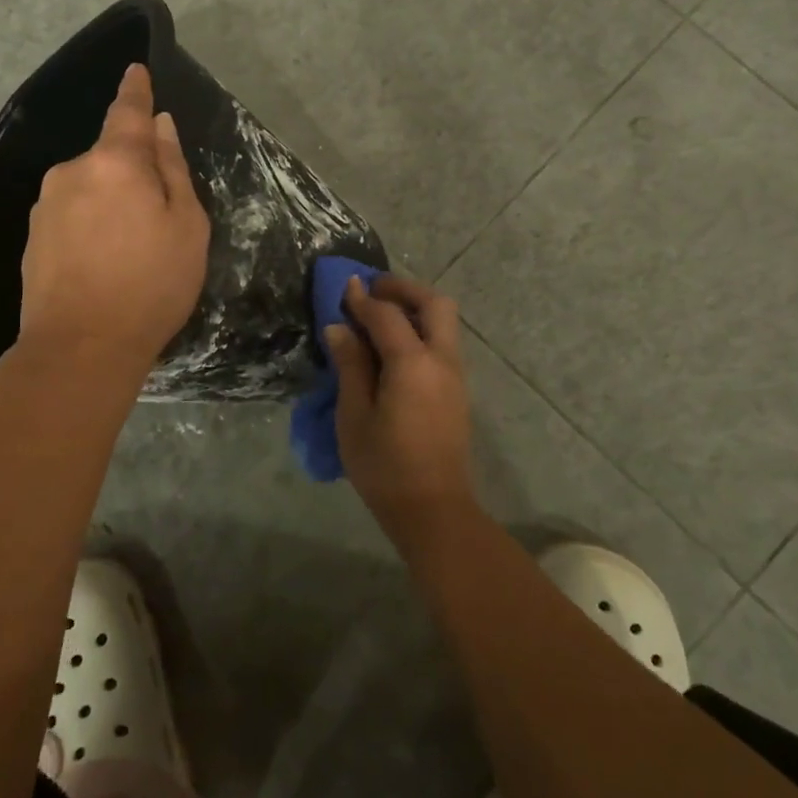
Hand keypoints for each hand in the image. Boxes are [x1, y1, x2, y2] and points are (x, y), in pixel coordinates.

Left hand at [19, 64, 209, 373]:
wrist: (80, 347)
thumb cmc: (150, 285)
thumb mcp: (186, 226)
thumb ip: (173, 170)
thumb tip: (160, 126)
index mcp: (115, 162)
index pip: (127, 111)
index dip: (135, 90)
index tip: (136, 71)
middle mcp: (73, 171)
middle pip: (110, 157)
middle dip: (134, 173)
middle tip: (159, 220)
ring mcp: (46, 204)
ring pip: (90, 188)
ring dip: (111, 203)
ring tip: (130, 252)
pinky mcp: (32, 236)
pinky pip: (71, 215)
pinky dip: (90, 226)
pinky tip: (103, 264)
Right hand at [326, 276, 475, 541]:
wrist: (433, 510)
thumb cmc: (385, 466)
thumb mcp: (355, 415)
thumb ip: (350, 365)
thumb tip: (339, 328)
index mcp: (413, 364)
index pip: (388, 315)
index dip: (363, 299)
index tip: (344, 287)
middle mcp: (442, 360)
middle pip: (435, 303)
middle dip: (404, 289)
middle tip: (373, 291)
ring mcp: (455, 375)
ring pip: (444, 322)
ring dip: (415, 308)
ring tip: (380, 317)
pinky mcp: (457, 390)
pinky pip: (442, 343)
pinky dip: (421, 330)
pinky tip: (394, 347)